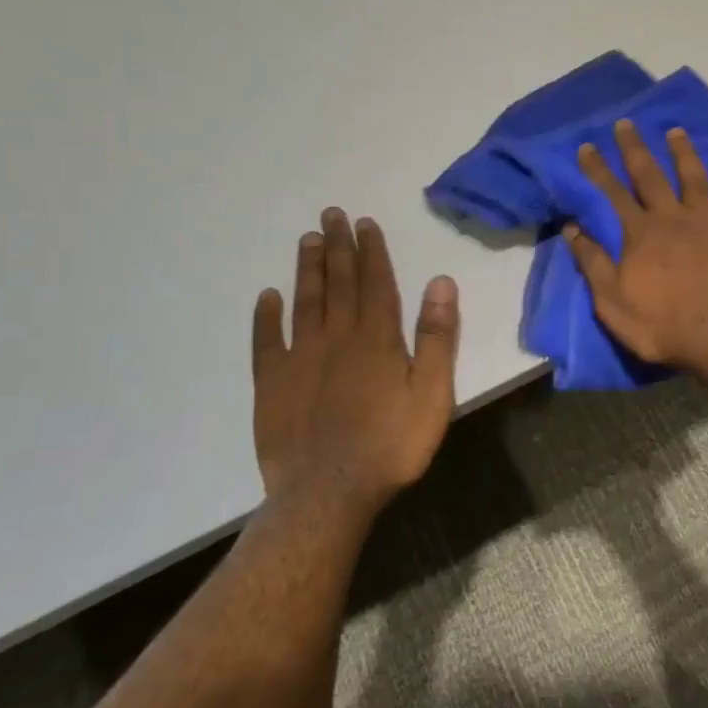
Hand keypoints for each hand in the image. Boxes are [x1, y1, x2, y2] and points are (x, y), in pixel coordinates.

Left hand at [250, 209, 459, 517]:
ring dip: (307, 269)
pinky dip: (266, 317)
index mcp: (378, 338)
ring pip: (304, 302)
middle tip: (331, 214)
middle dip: (338, 246)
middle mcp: (337, 337)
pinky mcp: (272, 384)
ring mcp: (300, 358)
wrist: (328, 493)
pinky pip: (267, 341)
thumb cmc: (391, 444)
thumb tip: (441, 282)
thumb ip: (436, 337)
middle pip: (338, 282)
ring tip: (307, 239)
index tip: (364, 222)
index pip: (375, 282)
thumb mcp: (433, 393)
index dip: (371, 250)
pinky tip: (267, 297)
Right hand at [563, 120, 707, 368]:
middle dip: (636, 149)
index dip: (598, 169)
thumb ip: (592, 262)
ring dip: (684, 154)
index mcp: (641, 234)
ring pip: (696, 180)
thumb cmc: (662, 325)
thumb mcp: (612, 301)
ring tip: (676, 131)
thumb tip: (571, 228)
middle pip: (651, 177)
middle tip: (626, 123)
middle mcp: (674, 219)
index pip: (613, 194)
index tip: (587, 145)